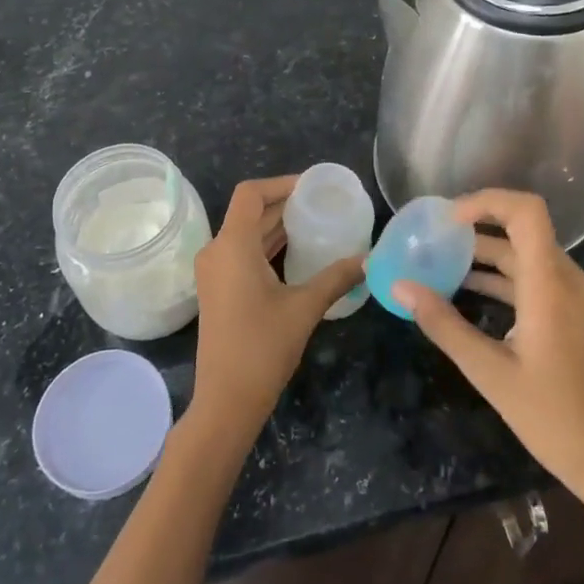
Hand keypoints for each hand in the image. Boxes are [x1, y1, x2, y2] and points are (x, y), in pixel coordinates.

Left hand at [191, 174, 363, 437]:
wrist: (226, 400)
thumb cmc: (262, 348)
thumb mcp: (305, 307)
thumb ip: (336, 277)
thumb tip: (369, 259)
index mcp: (232, 246)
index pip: (250, 193)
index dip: (281, 183)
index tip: (313, 187)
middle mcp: (217, 251)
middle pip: (249, 212)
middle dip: (284, 204)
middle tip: (323, 204)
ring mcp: (214, 271)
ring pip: (245, 233)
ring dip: (276, 225)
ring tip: (315, 223)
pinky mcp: (217, 288)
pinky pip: (241, 252)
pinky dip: (267, 245)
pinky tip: (296, 252)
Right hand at [393, 189, 583, 500]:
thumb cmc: (553, 417)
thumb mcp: (490, 372)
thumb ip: (444, 325)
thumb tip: (401, 287)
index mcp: (549, 284)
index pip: (526, 211)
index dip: (487, 201)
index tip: (447, 219)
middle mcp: (565, 279)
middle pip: (521, 228)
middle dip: (475, 227)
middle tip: (431, 238)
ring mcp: (572, 296)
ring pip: (525, 254)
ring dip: (484, 253)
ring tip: (439, 262)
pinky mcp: (571, 314)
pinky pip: (533, 278)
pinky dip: (499, 276)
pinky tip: (466, 292)